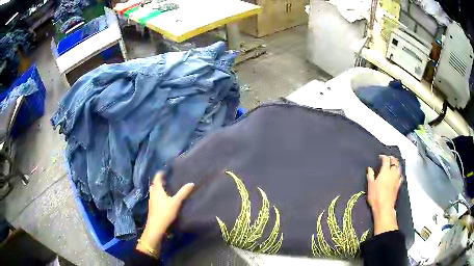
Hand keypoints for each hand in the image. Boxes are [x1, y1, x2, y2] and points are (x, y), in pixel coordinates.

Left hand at [137, 171, 193, 257]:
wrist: (156, 226)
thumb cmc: (165, 212)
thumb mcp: (176, 202)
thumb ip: (183, 192)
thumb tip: (191, 183)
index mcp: (157, 189)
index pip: (158, 177)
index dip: (161, 173)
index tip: (166, 170)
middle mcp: (152, 192)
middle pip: (155, 183)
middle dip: (160, 180)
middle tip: (167, 178)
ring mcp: (151, 199)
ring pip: (154, 190)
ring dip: (159, 187)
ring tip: (166, 187)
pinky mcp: (152, 206)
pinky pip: (154, 196)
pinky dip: (158, 193)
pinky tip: (163, 198)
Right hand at [367, 155, 402, 234]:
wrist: (384, 207)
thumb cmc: (376, 196)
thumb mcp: (370, 185)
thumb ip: (370, 175)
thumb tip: (369, 168)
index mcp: (385, 171)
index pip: (386, 160)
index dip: (383, 157)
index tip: (380, 157)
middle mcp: (392, 173)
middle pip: (394, 161)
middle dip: (391, 158)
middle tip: (388, 158)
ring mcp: (397, 179)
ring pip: (399, 167)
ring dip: (396, 164)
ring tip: (394, 164)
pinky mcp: (398, 185)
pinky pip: (401, 176)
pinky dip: (399, 173)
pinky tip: (398, 174)